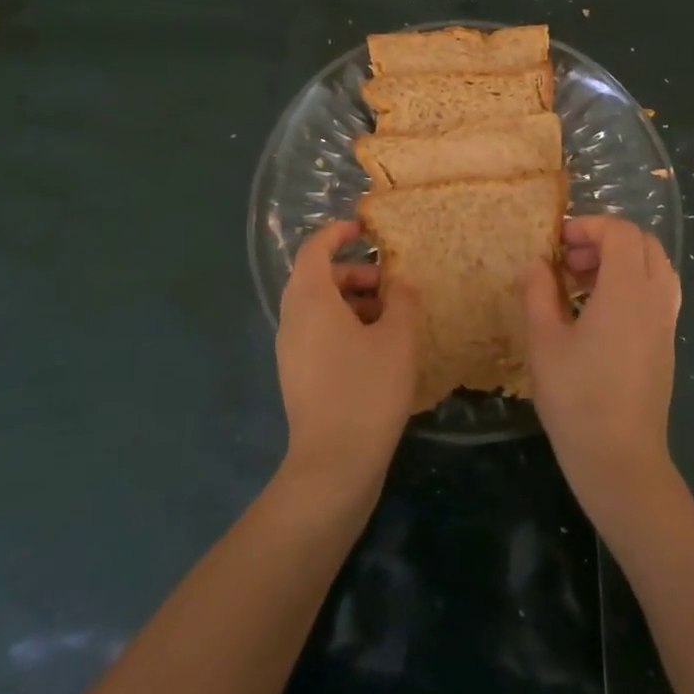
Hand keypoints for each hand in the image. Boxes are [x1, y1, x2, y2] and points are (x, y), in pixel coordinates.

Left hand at [276, 221, 419, 500]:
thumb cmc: (367, 390)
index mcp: (310, 299)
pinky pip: (318, 334)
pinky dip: (344, 327)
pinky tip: (377, 350)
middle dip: (354, 272)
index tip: (366, 229)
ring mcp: (291, 350)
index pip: (314, 249)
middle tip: (390, 284)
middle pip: (318, 278)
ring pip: (319, 309)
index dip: (338, 232)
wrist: (334, 465)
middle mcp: (292, 319)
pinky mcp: (298, 377)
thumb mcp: (397, 339)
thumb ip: (403, 301)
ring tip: (391, 318)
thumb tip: (401, 284)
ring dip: (352, 302)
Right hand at [523, 216, 681, 521]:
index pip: (621, 231)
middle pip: (643, 243)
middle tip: (569, 260)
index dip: (589, 225)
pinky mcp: (666, 343)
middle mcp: (656, 298)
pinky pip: (657, 292)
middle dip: (605, 240)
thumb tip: (537, 263)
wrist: (620, 460)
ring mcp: (666, 322)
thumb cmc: (576, 398)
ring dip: (620, 261)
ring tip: (580, 284)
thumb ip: (538, 291)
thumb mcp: (544, 340)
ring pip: (654, 267)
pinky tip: (597, 312)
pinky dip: (631, 284)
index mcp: (628, 290)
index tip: (558, 242)